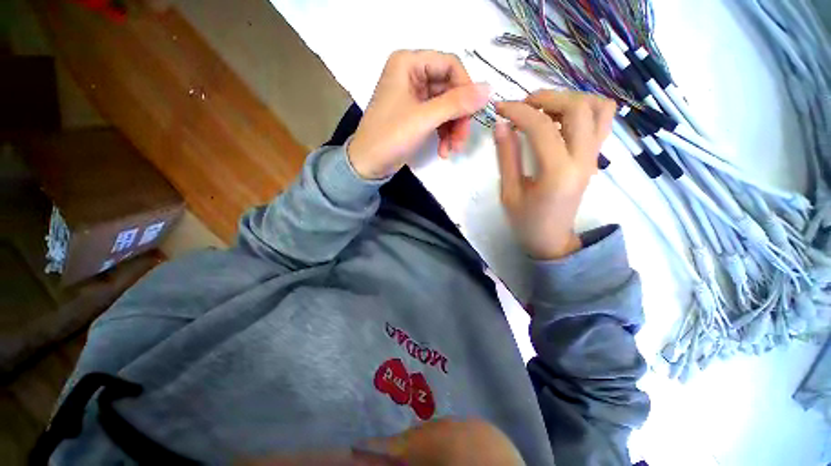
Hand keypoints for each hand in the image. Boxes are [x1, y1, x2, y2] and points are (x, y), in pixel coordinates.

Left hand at [348, 50, 490, 178]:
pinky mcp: (416, 115)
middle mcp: (412, 74)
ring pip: (447, 106)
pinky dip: (444, 135)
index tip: (473, 113)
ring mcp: (414, 96)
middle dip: (458, 117)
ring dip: (453, 129)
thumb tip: (489, 89)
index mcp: (408, 63)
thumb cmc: (390, 137)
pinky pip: (438, 119)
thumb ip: (457, 103)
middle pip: (450, 88)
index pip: (450, 65)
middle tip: (461, 141)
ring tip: (452, 150)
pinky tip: (443, 151)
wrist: (368, 165)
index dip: (465, 88)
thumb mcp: (424, 118)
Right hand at [494, 91, 615, 259]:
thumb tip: (501, 124)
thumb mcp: (509, 192)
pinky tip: (559, 119)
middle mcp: (583, 160)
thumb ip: (506, 156)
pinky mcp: (594, 157)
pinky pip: (602, 120)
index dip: (518, 111)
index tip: (499, 108)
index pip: (542, 127)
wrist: (552, 239)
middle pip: (578, 107)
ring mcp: (594, 157)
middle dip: (547, 97)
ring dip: (569, 99)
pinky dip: (584, 108)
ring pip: (598, 107)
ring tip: (543, 110)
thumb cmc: (525, 221)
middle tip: (522, 106)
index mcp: (557, 173)